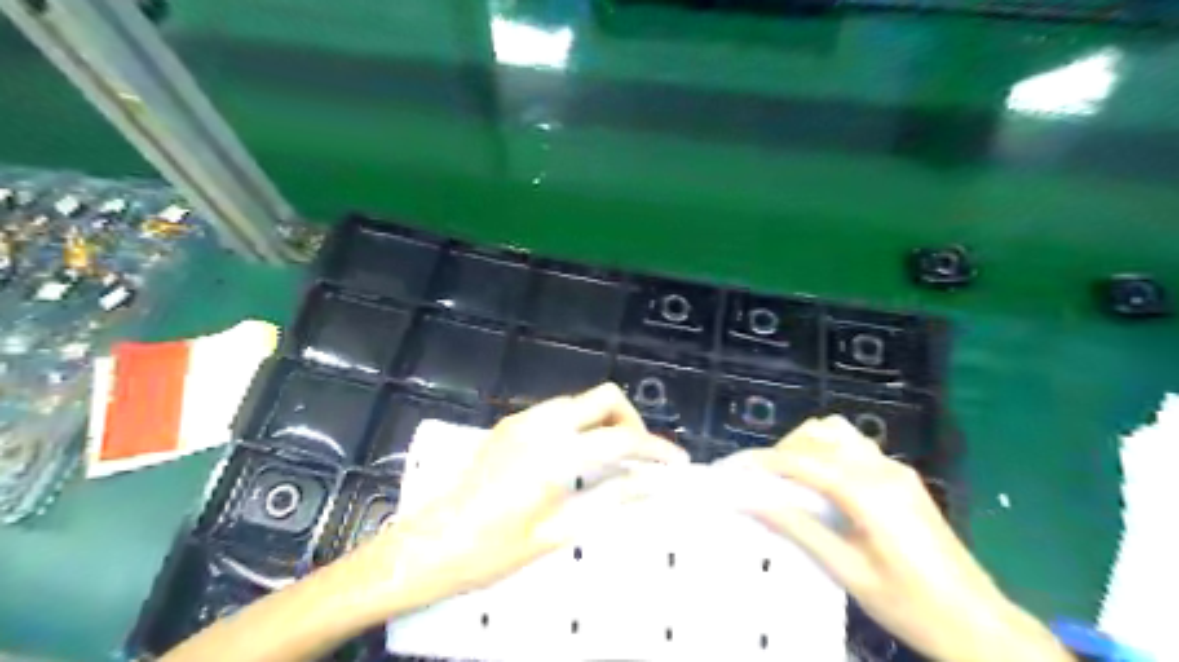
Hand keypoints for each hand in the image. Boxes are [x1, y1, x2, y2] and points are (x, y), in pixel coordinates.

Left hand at [347, 385, 686, 616]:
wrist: (427, 546)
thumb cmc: (490, 551)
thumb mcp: (555, 534)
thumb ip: (608, 502)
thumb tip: (648, 486)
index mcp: (555, 454)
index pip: (621, 438)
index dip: (655, 449)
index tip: (677, 463)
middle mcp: (541, 424)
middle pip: (604, 397)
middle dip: (632, 420)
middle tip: (641, 456)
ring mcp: (522, 420)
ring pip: (580, 401)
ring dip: (605, 420)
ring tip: (614, 459)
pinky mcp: (509, 425)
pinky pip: (558, 411)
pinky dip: (580, 424)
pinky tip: (578, 457)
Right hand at [733, 416, 1076, 661]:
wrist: (979, 623)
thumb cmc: (910, 604)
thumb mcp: (847, 570)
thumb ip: (797, 528)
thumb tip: (750, 501)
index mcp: (867, 491)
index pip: (801, 460)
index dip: (761, 461)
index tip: (733, 469)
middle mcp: (881, 468)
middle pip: (817, 434)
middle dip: (782, 450)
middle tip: (761, 482)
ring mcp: (895, 468)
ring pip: (837, 431)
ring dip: (806, 445)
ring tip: (789, 479)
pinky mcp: (902, 476)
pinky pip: (854, 445)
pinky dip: (827, 451)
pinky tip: (821, 484)